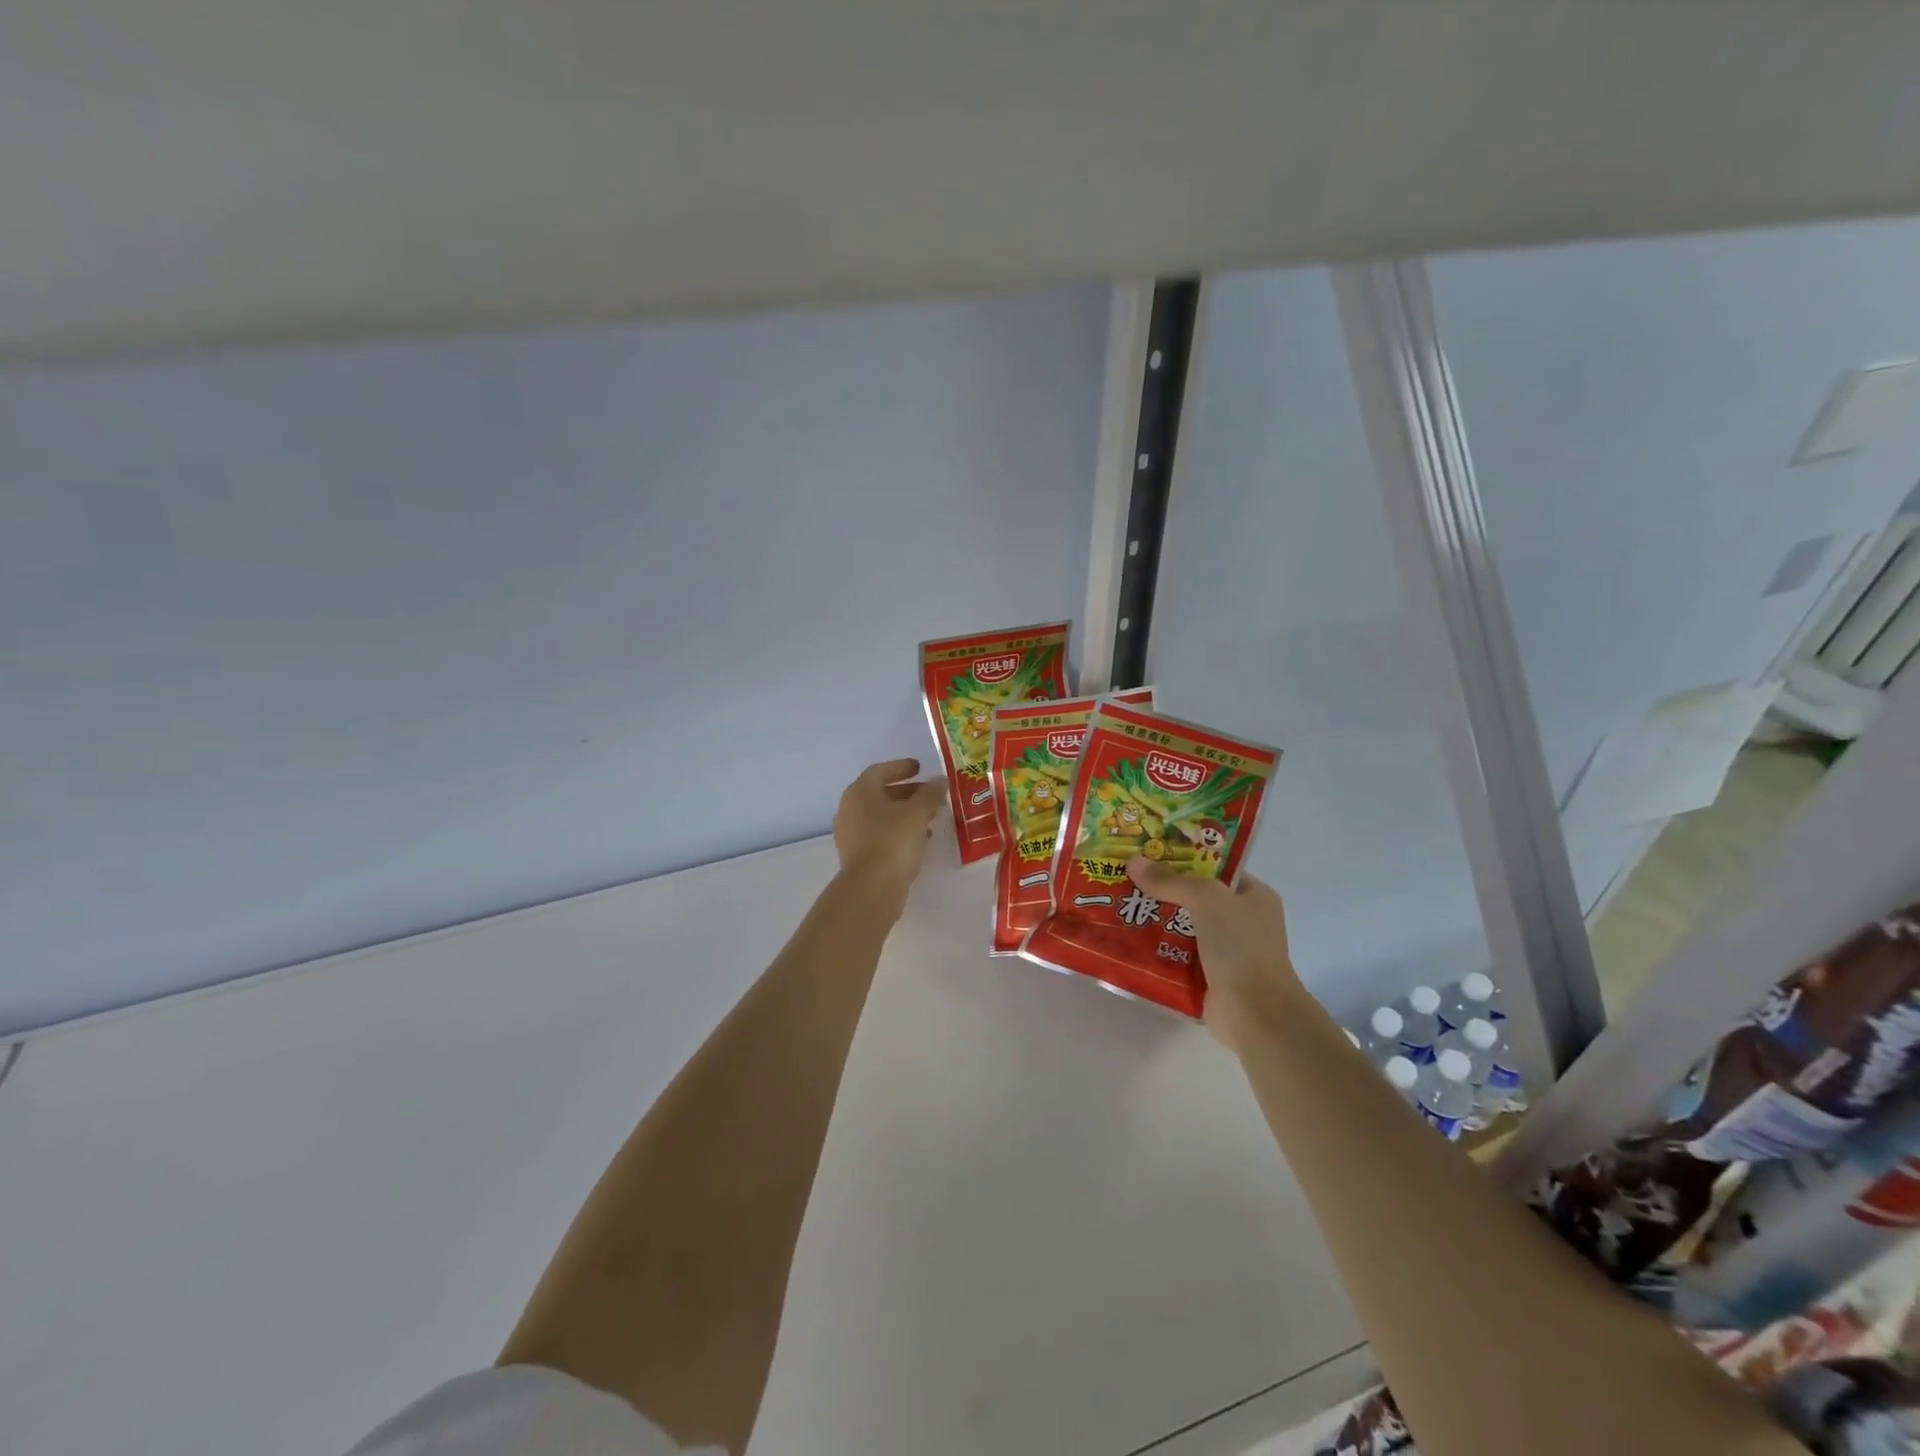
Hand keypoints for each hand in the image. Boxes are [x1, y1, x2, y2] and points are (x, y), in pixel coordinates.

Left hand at [833, 759, 944, 907]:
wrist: (872, 887)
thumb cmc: (893, 840)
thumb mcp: (918, 812)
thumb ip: (930, 794)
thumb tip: (939, 781)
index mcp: (860, 792)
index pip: (880, 771)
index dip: (901, 767)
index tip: (920, 767)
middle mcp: (850, 809)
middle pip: (880, 794)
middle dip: (907, 793)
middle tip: (930, 794)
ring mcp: (850, 834)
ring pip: (881, 817)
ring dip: (905, 815)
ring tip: (930, 819)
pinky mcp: (857, 856)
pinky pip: (880, 836)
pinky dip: (899, 832)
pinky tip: (919, 840)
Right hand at [1126, 857, 1304, 1053]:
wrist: (1255, 1013)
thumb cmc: (1240, 946)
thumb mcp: (1207, 899)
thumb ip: (1171, 880)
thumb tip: (1133, 861)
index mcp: (1255, 896)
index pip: (1216, 869)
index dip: (1185, 858)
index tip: (1149, 853)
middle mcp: (1244, 922)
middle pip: (1195, 898)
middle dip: (1163, 891)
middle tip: (1126, 878)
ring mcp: (1227, 953)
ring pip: (1183, 928)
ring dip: (1156, 921)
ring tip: (1119, 906)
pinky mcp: (1210, 979)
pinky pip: (1177, 956)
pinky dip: (1157, 951)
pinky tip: (1128, 940)